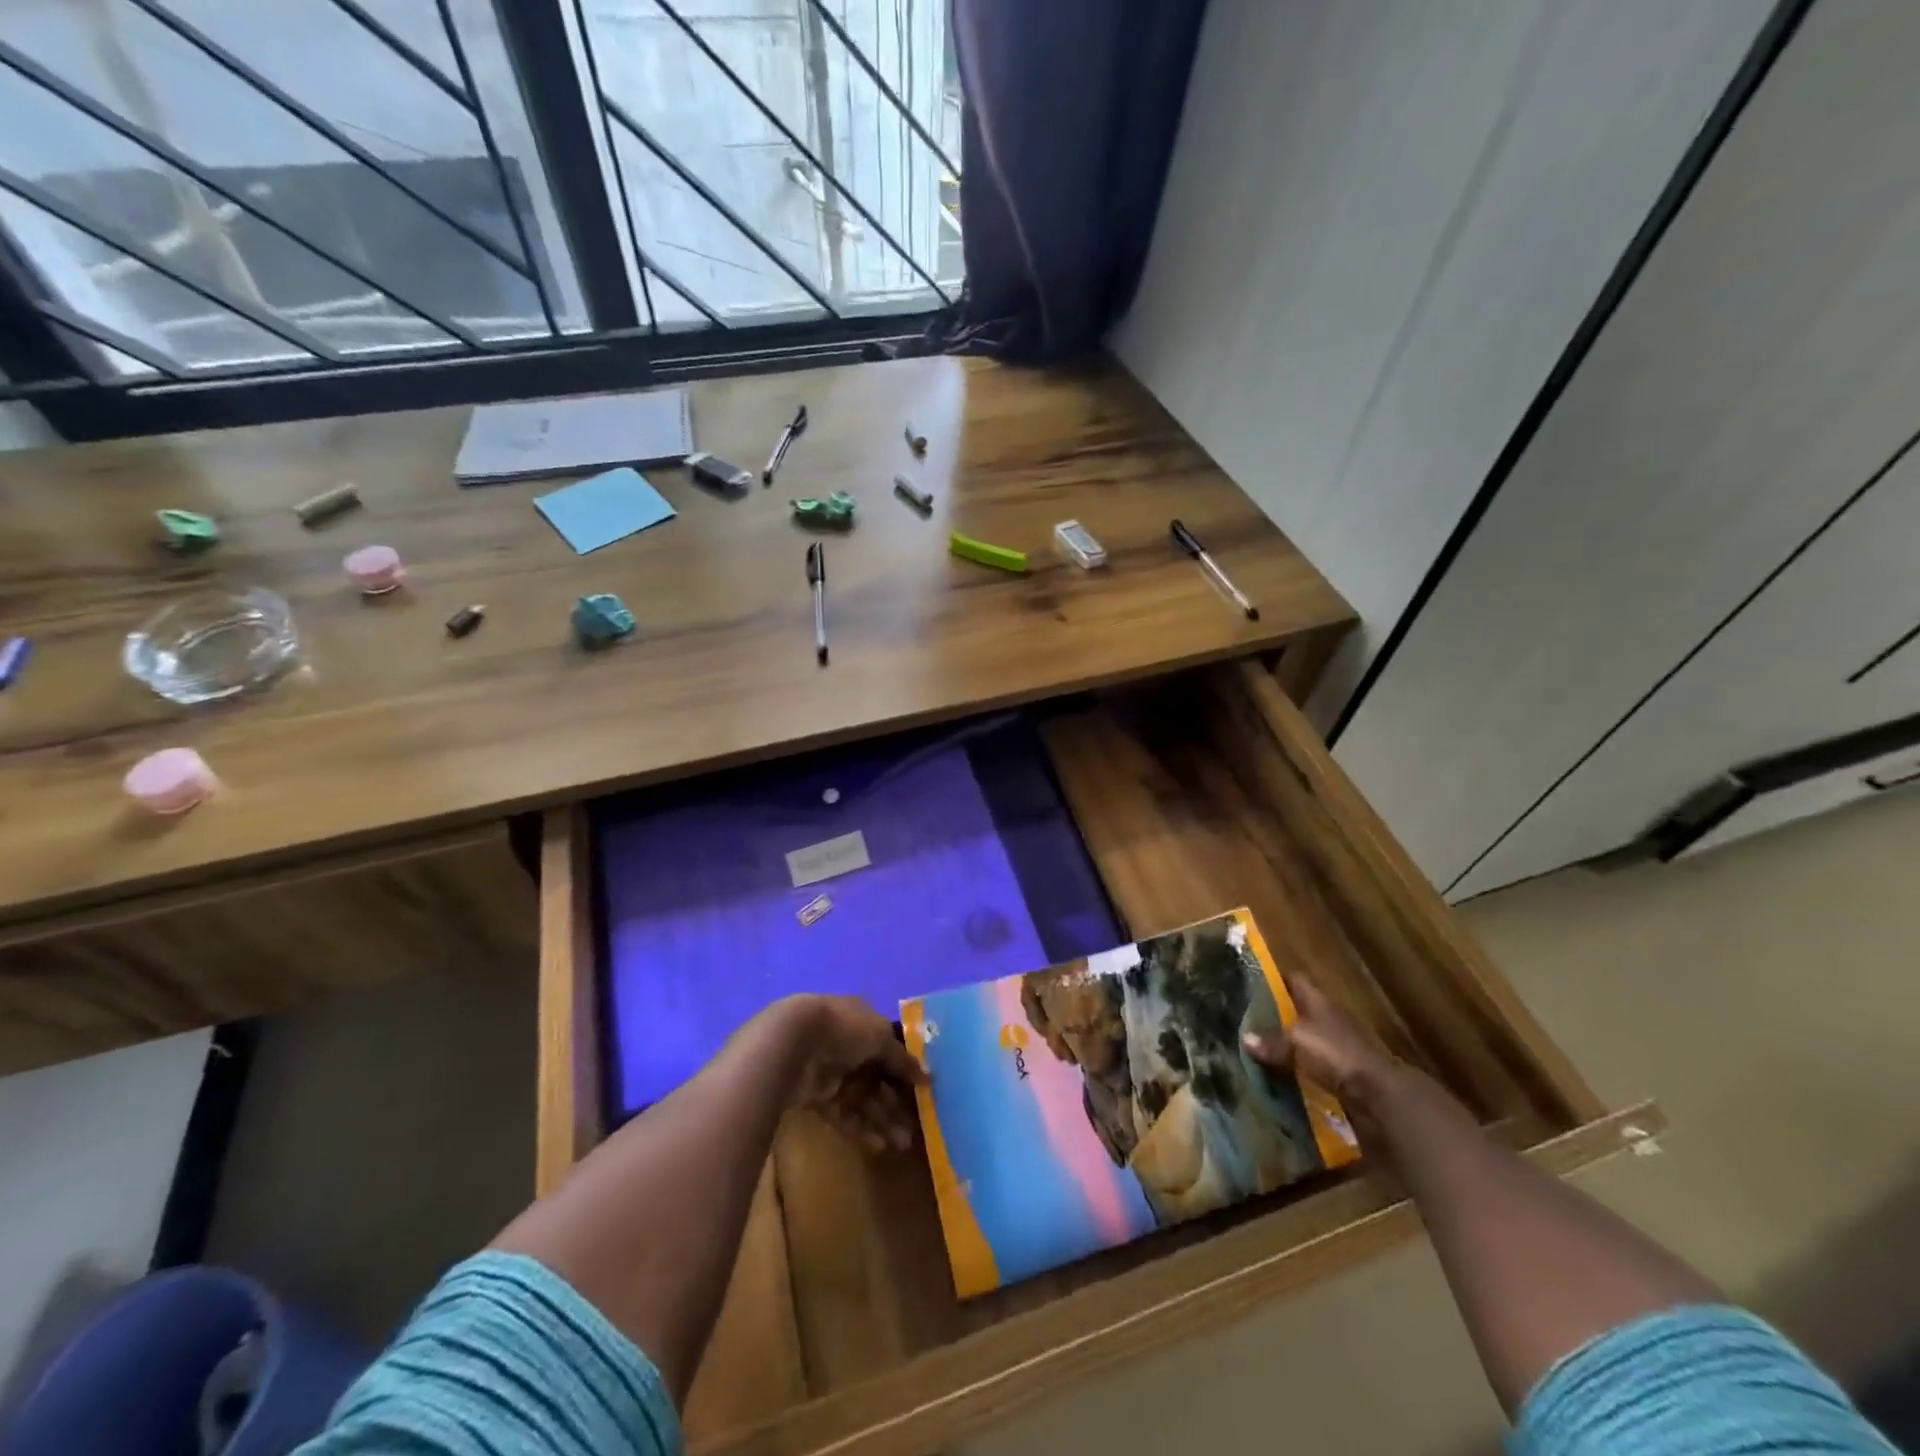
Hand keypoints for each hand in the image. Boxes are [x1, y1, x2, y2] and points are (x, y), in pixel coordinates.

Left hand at [778, 995, 926, 1153]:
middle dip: (896, 1103)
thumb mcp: (881, 1036)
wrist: (794, 1045)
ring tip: (903, 1144)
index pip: (889, 1049)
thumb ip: (902, 1058)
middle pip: (878, 1079)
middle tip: (916, 1128)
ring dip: (883, 1121)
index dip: (905, 1070)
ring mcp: (833, 1073)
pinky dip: (861, 1129)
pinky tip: (880, 1145)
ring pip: (863, 1100)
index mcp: (864, 1024)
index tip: (923, 1092)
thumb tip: (926, 1076)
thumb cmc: (843, 1029)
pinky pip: (844, 1115)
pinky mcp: (818, 1098)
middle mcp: (849, 1047)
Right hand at [1243, 974, 1396, 1110]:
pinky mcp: (1344, 1071)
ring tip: (1260, 1047)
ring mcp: (1339, 1044)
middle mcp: (1330, 1017)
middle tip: (1248, 1017)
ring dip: (1288, 1042)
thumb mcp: (1296, 1042)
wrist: (1378, 1094)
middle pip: (1299, 1008)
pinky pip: (1314, 1063)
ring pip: (1306, 1037)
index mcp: (1319, 1001)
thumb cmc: (1335, 1053)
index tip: (1251, 982)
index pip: (1295, 979)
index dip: (1274, 978)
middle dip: (1277, 1012)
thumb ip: (1271, 1040)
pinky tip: (1281, 1072)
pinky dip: (1299, 1066)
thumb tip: (1245, 1039)